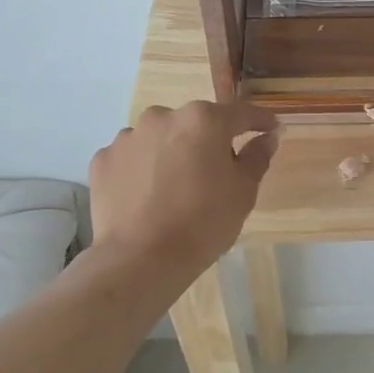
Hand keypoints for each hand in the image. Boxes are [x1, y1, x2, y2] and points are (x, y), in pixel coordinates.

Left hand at [89, 101, 278, 273]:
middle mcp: (163, 117)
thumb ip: (257, 157)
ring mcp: (128, 137)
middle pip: (196, 123)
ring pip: (160, 137)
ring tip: (175, 186)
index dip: (259, 121)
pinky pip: (132, 157)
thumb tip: (268, 136)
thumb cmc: (203, 222)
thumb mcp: (243, 192)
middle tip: (217, 170)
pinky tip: (147, 196)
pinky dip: (142, 169)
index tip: (270, 129)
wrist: (140, 259)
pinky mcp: (103, 160)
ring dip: (172, 152)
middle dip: (209, 140)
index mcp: (203, 120)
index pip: (240, 113)